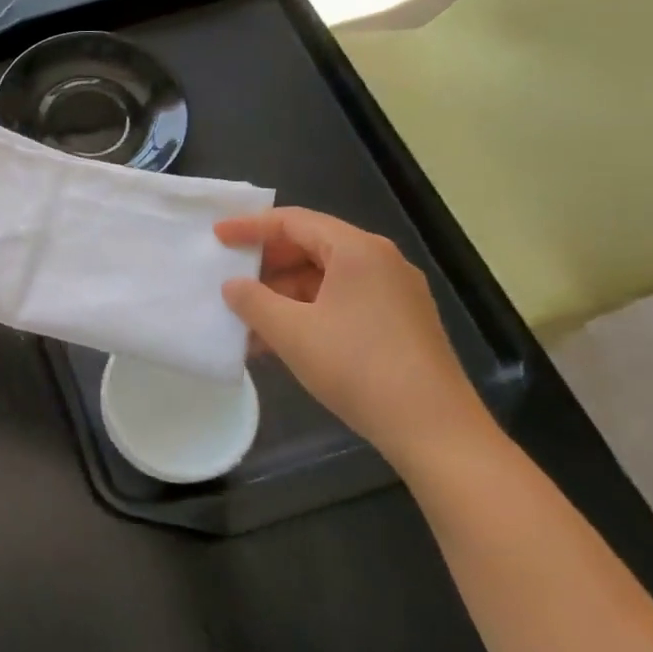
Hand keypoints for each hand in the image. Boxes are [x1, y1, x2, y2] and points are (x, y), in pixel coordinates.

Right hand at [214, 207, 492, 466]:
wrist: (435, 430)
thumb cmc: (358, 368)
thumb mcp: (291, 333)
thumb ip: (253, 301)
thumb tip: (232, 285)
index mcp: (357, 250)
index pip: (293, 221)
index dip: (250, 227)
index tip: (217, 237)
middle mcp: (380, 261)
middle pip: (311, 245)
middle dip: (267, 263)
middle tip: (231, 278)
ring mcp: (395, 292)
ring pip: (326, 277)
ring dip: (284, 294)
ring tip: (249, 320)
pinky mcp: (400, 322)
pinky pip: (343, 300)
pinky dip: (308, 311)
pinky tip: (282, 340)